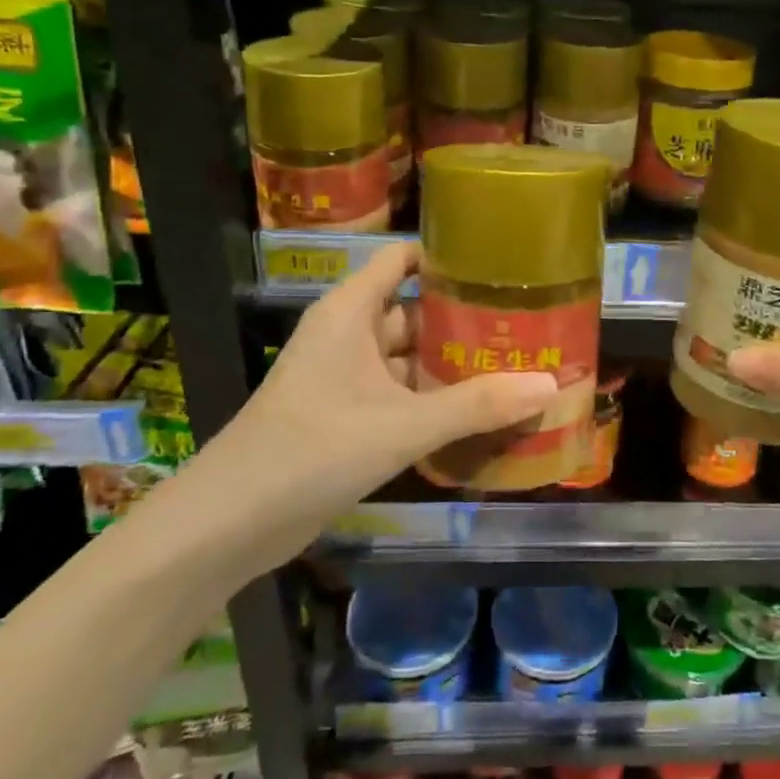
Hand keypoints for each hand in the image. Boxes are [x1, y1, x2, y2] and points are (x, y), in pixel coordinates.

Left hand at [174, 242, 556, 561]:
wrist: (229, 523)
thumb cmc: (313, 449)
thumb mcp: (403, 424)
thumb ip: (477, 405)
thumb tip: (550, 384)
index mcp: (351, 312)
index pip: (402, 258)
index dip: (447, 255)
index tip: (499, 264)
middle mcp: (348, 335)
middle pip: (415, 310)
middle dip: (464, 319)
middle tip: (526, 323)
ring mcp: (345, 378)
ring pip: (408, 358)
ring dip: (452, 365)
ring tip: (515, 365)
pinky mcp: (346, 416)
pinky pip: (399, 394)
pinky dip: (433, 399)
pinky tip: (478, 413)